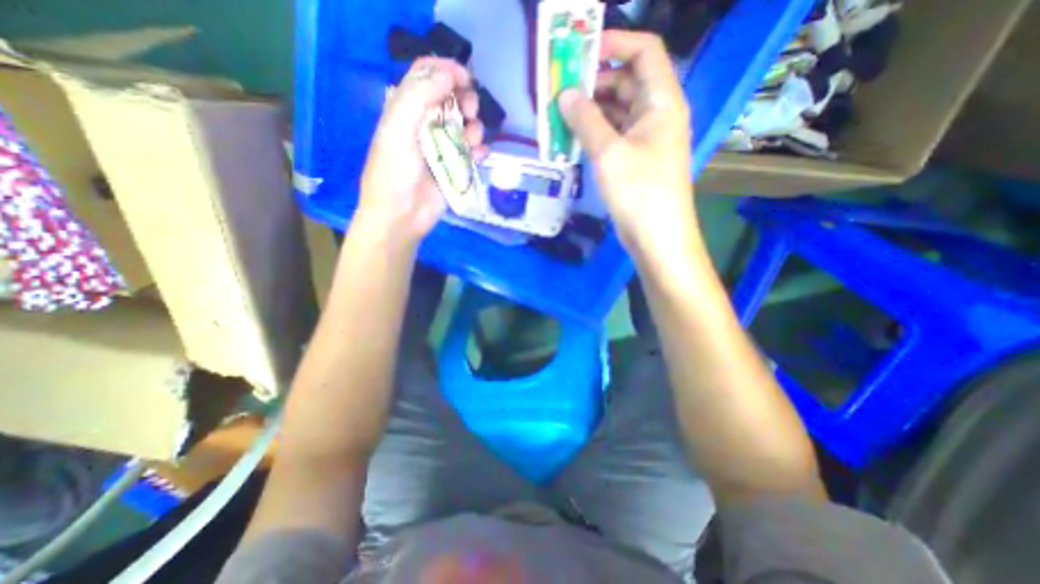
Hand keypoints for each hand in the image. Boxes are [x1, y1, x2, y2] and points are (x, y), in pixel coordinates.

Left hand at [358, 60, 488, 246]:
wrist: (401, 217)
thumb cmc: (394, 173)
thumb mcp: (398, 128)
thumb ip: (419, 96)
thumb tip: (449, 75)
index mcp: (405, 110)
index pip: (426, 76)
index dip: (446, 70)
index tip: (465, 78)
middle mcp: (425, 125)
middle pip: (451, 99)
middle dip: (465, 99)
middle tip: (470, 110)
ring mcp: (442, 148)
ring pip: (466, 125)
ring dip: (474, 126)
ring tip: (471, 140)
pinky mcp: (455, 168)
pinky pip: (473, 152)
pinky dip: (480, 151)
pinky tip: (479, 156)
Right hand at [556, 33, 693, 255]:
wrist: (657, 236)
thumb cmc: (639, 192)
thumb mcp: (609, 153)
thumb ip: (586, 120)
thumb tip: (565, 94)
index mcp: (662, 102)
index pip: (644, 52)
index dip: (615, 42)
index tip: (581, 51)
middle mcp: (657, 115)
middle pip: (627, 82)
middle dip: (594, 81)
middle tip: (560, 88)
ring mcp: (646, 139)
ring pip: (618, 111)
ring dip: (591, 110)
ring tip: (560, 113)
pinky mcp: (635, 160)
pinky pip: (614, 135)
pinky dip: (595, 133)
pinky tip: (573, 137)